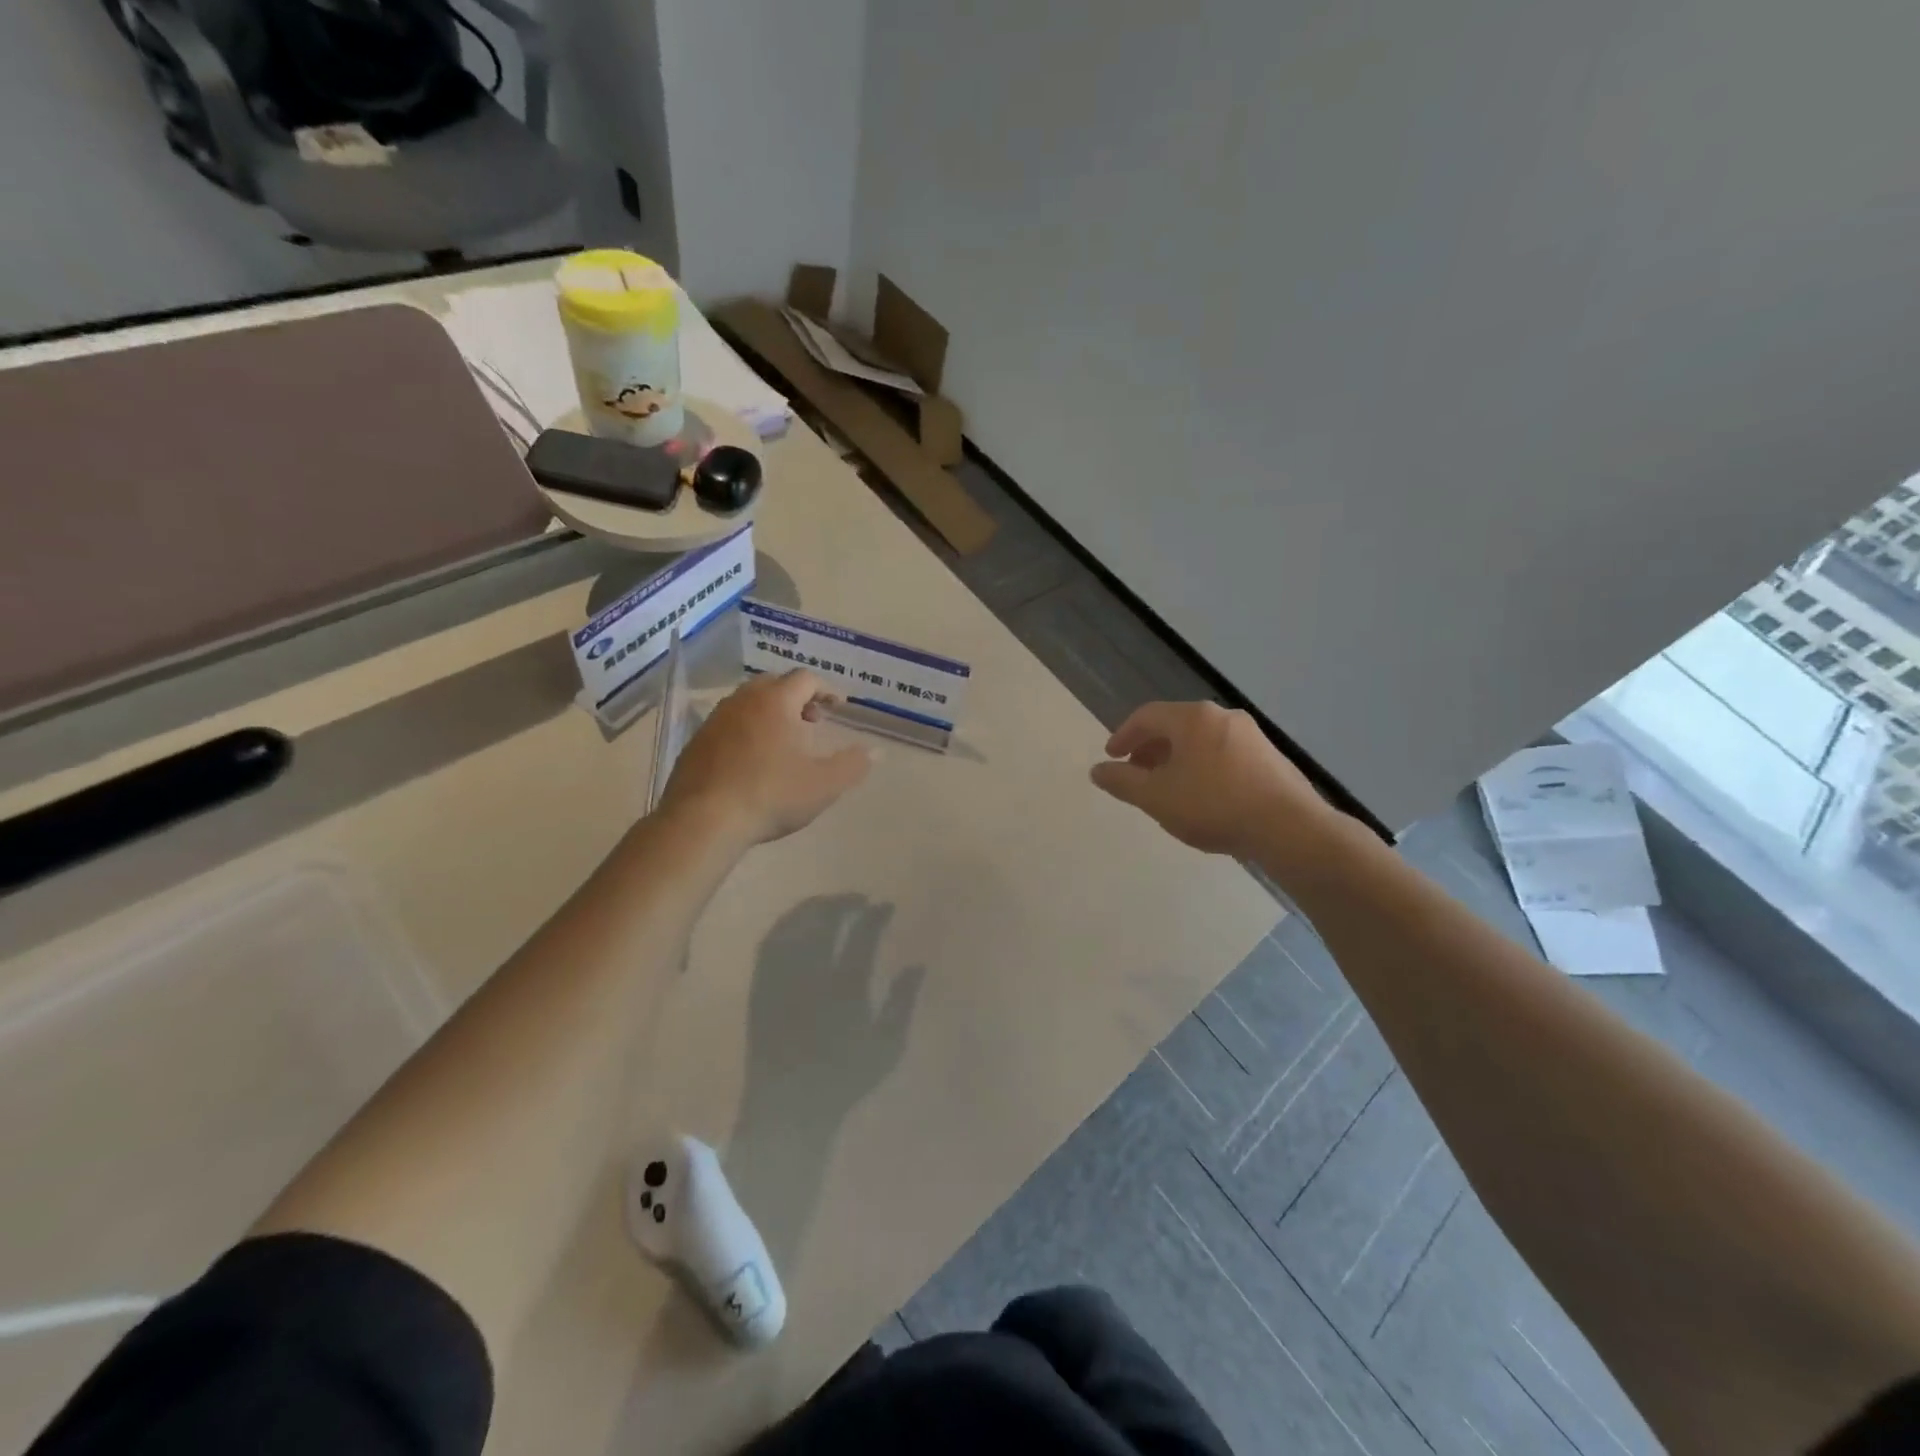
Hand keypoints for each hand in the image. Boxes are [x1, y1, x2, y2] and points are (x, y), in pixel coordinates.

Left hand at [661, 670, 871, 845]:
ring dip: (769, 714)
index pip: (805, 679)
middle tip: (811, 721)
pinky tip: (752, 761)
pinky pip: (728, 725)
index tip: (838, 707)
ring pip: (747, 703)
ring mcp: (715, 721)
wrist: (704, 820)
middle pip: (774, 684)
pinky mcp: (696, 743)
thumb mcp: (824, 784)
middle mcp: (743, 701)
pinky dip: (746, 731)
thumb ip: (853, 765)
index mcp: (776, 702)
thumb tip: (876, 751)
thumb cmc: (771, 795)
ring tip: (783, 742)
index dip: (826, 690)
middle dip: (797, 698)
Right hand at [1090, 701, 1344, 867]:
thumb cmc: (1213, 805)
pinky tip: (1202, 796)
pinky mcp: (1270, 758)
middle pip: (1175, 725)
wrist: (1289, 828)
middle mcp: (1222, 717)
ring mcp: (1251, 736)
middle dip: (1150, 748)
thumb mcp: (1156, 797)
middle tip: (1136, 773)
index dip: (1123, 736)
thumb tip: (1097, 770)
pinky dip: (1202, 767)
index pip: (1146, 716)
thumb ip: (1122, 782)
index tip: (1111, 758)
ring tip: (1166, 788)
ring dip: (1176, 759)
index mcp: (1192, 718)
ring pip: (1200, 740)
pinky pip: (1223, 754)